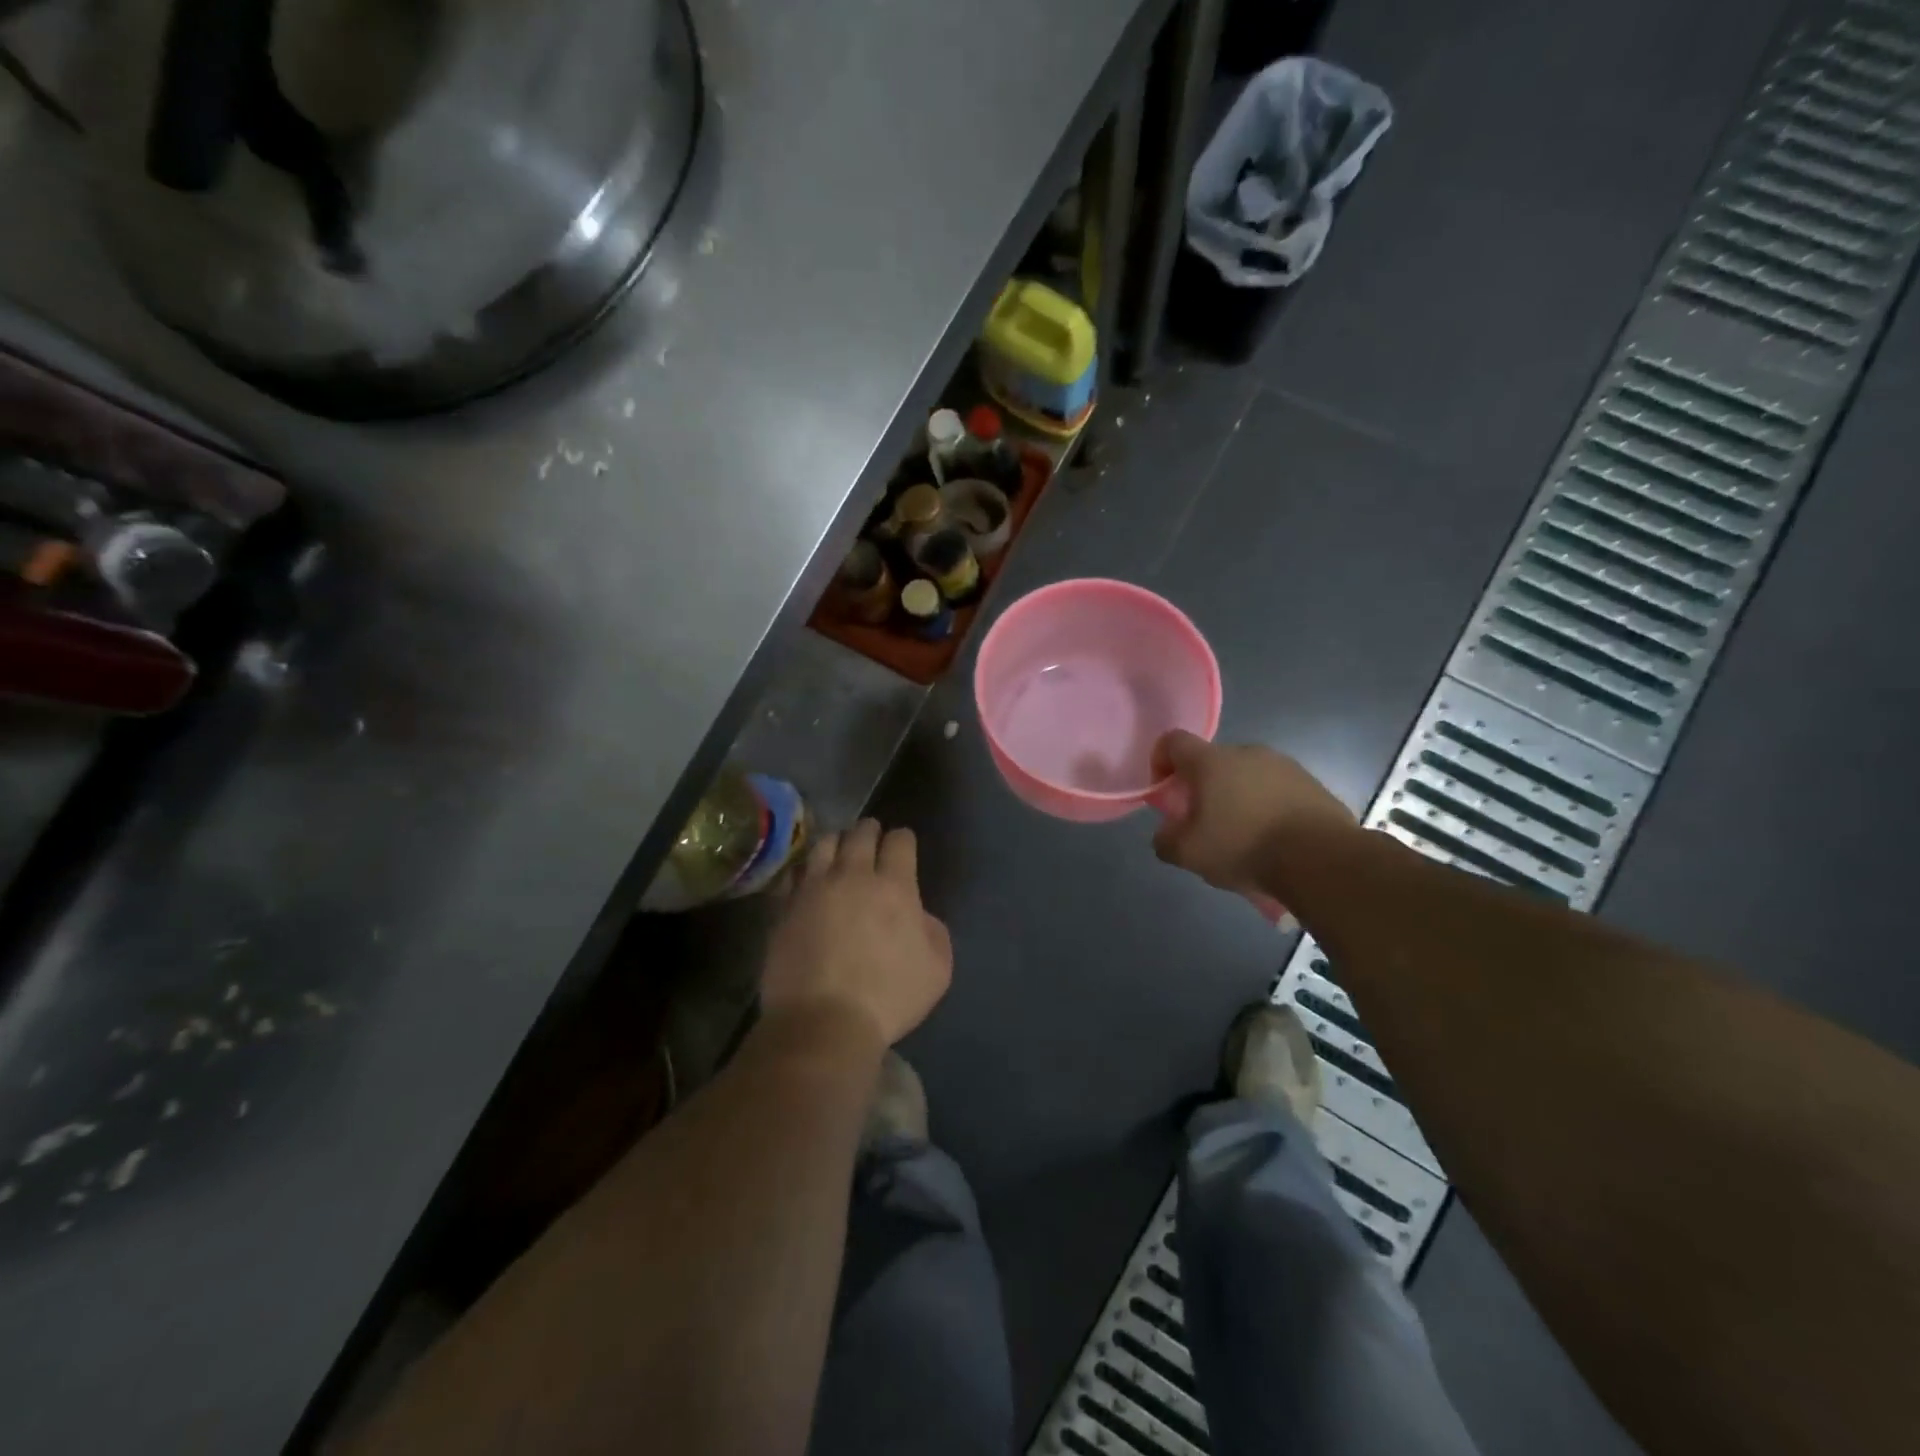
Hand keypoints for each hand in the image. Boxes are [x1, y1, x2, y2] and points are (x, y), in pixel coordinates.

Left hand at [761, 819, 952, 1048]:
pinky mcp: (785, 908)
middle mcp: (853, 876)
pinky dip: (806, 871)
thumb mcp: (937, 969)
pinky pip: (794, 874)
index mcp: (894, 886)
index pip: (900, 841)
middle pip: (860, 833)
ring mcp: (814, 889)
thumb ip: (933, 931)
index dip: (904, 839)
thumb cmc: (888, 998)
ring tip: (839, 852)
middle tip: (872, 838)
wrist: (822, 1022)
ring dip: (836, 843)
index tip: (903, 846)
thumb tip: (917, 914)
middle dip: (870, 831)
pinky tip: (809, 880)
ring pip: (824, 844)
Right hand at [1151, 731, 1355, 895]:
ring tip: (1242, 835)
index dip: (1161, 761)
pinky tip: (1272, 838)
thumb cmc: (1244, 846)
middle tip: (1203, 823)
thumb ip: (1166, 840)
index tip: (1165, 791)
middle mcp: (1246, 752)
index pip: (1173, 741)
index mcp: (1211, 761)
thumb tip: (1167, 833)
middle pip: (1212, 761)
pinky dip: (1267, 807)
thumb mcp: (1189, 854)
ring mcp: (1283, 765)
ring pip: (1246, 776)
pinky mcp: (1311, 783)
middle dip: (1202, 787)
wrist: (1321, 858)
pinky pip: (1276, 789)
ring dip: (1236, 797)